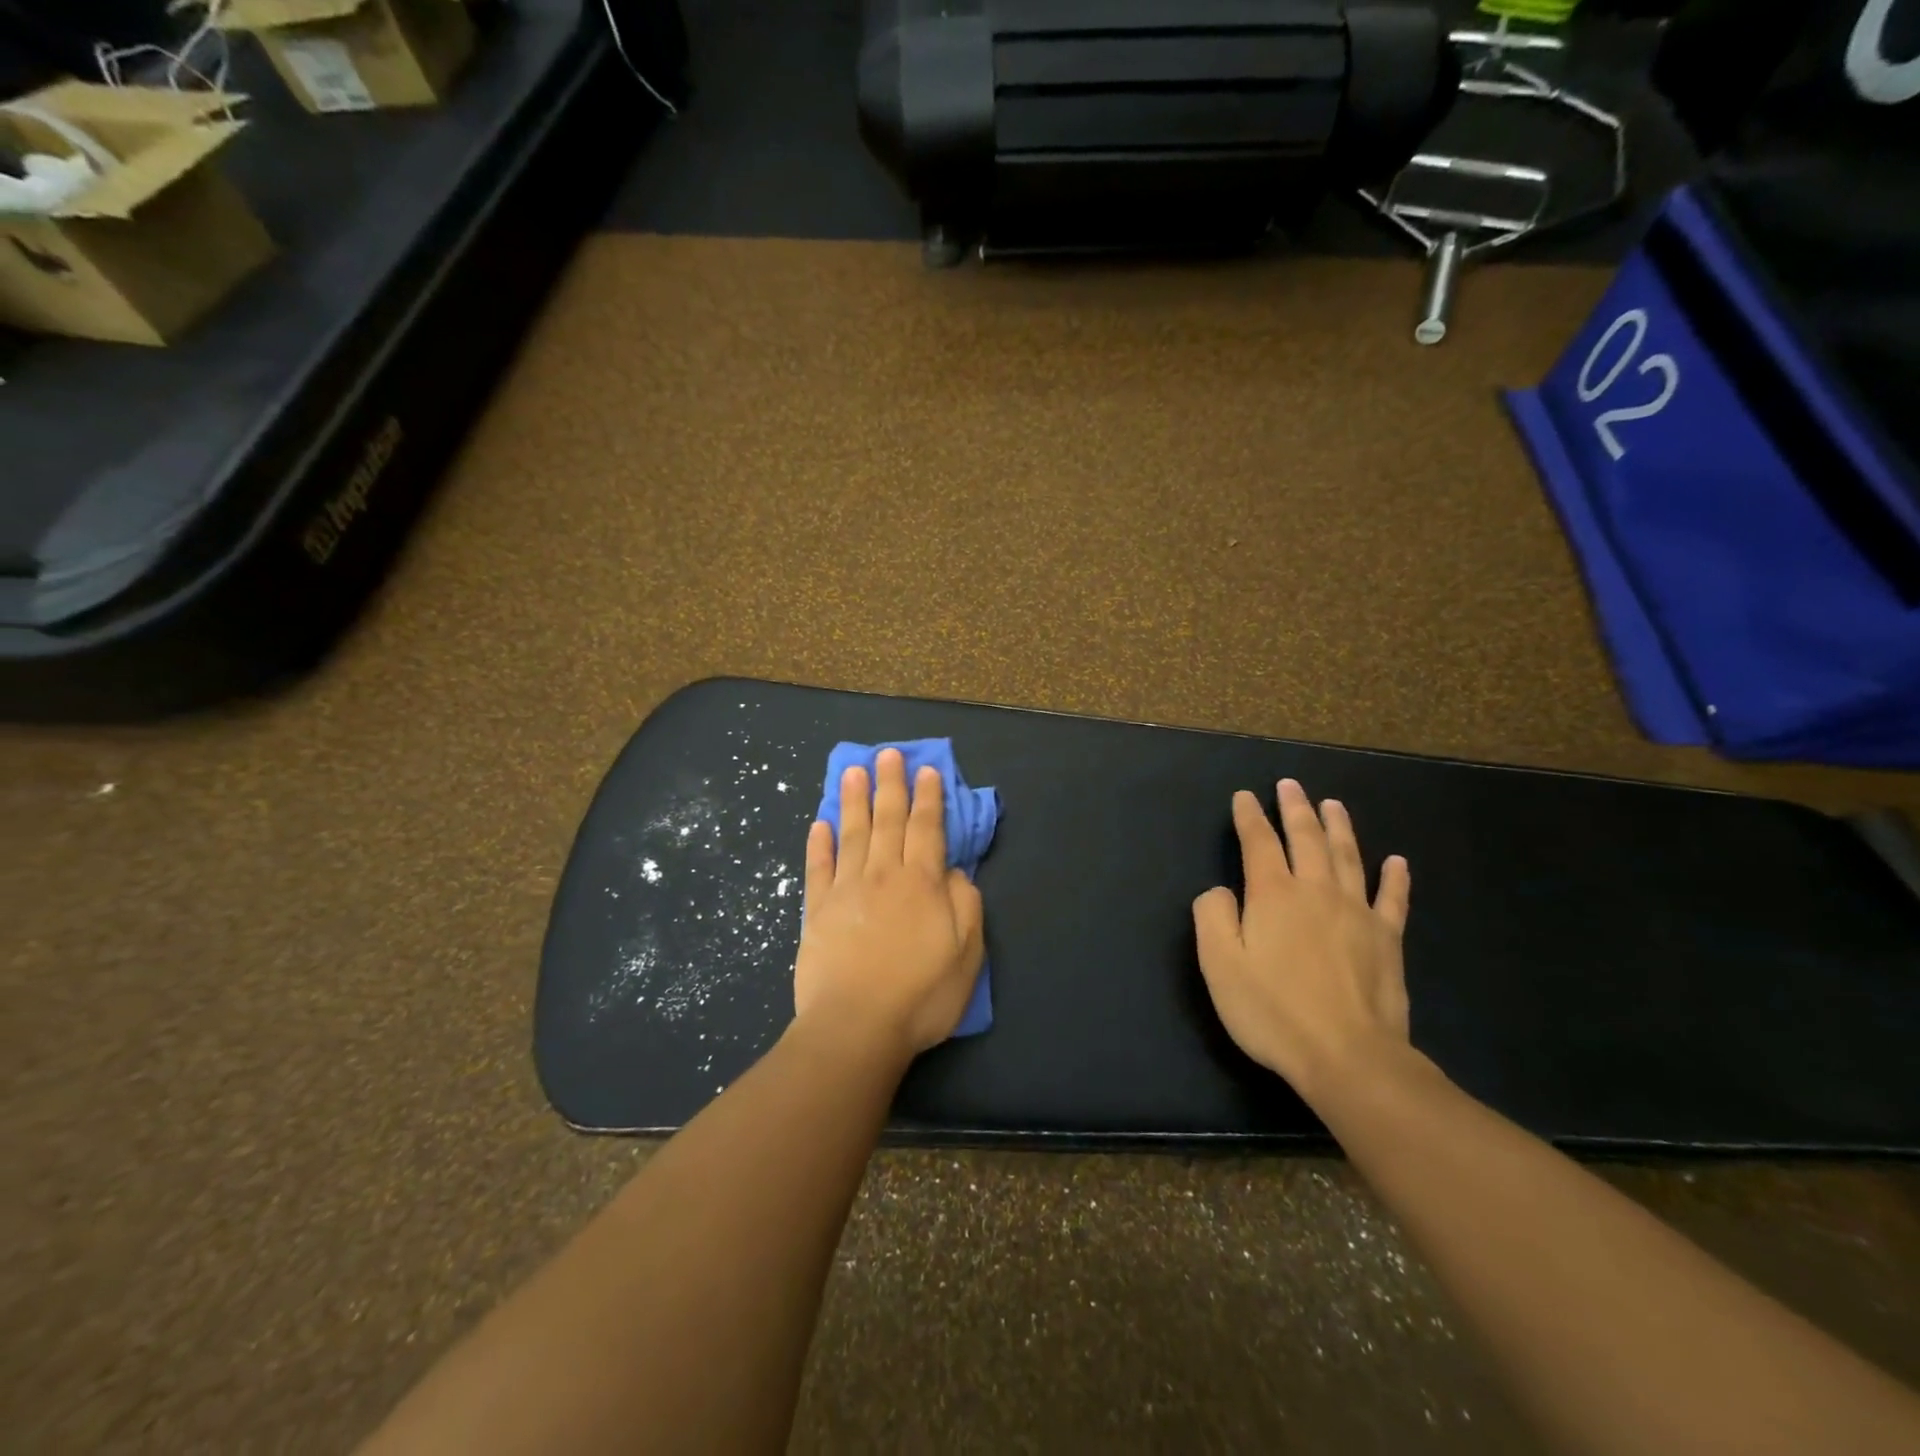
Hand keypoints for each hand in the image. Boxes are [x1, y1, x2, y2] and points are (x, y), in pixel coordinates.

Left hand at [793, 748, 985, 1057]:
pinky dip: (819, 843)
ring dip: (854, 799)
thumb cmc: (920, 995)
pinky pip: (818, 867)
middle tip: (888, 754)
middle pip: (888, 820)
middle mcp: (884, 875)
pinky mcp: (817, 909)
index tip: (926, 770)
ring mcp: (846, 889)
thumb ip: (965, 905)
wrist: (855, 1027)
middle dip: (890, 785)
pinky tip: (820, 823)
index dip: (929, 797)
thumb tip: (953, 871)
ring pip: (852, 833)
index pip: (927, 828)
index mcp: (922, 883)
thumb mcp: (966, 955)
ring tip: (854, 770)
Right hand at [1193, 779, 1412, 1104]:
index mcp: (1273, 895)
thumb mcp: (1219, 964)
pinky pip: (1393, 899)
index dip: (1249, 817)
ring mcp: (1357, 913)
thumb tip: (1220, 891)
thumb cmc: (1273, 1011)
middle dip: (1295, 808)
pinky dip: (1394, 877)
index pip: (1258, 843)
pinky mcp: (1387, 940)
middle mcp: (1316, 892)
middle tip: (1290, 784)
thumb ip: (1212, 916)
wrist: (1348, 1057)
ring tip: (1333, 804)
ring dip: (1339, 827)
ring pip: (1348, 857)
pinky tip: (1396, 861)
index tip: (1244, 797)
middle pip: (1306, 839)